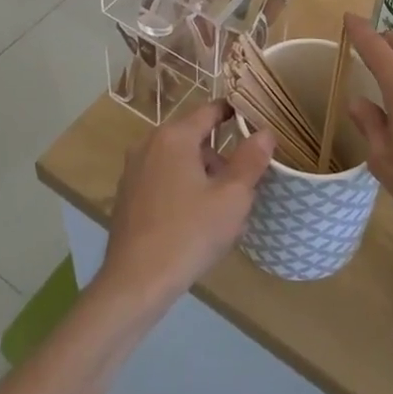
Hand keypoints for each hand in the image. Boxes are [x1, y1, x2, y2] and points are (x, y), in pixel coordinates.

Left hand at [98, 101, 272, 309]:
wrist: (135, 283)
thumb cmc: (189, 234)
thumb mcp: (232, 198)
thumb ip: (251, 160)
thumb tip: (265, 132)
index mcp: (174, 136)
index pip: (211, 110)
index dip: (235, 113)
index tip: (256, 124)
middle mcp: (149, 143)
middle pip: (194, 136)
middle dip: (220, 155)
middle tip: (242, 184)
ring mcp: (134, 169)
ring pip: (178, 159)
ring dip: (201, 174)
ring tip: (221, 209)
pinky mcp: (127, 195)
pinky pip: (163, 178)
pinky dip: (181, 188)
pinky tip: (193, 221)